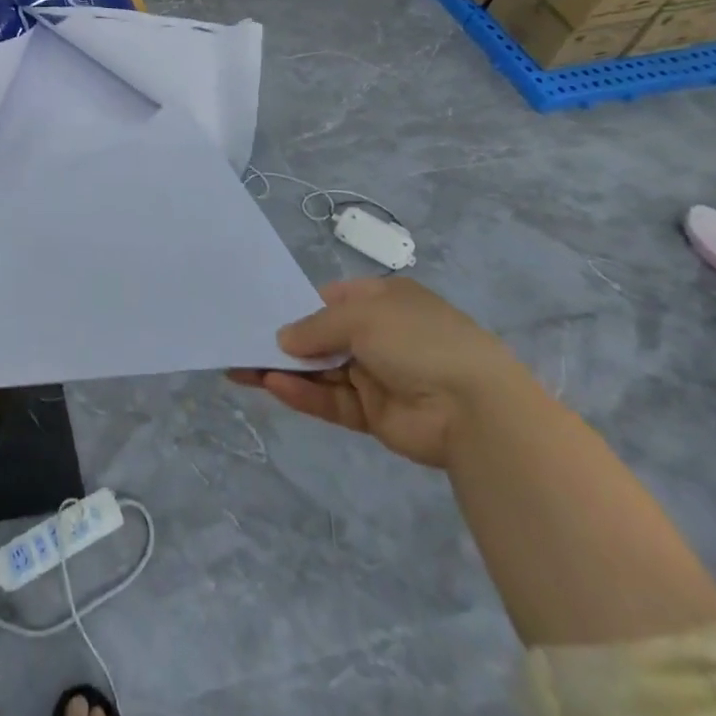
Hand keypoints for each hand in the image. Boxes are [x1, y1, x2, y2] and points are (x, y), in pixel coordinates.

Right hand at [230, 278, 535, 468]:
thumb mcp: (361, 316)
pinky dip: (303, 394)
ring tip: (241, 369)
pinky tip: (272, 386)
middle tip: (239, 344)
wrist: (475, 409)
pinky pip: (331, 400)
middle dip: (283, 342)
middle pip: (321, 337)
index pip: (330, 300)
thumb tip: (284, 339)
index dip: (297, 306)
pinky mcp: (373, 414)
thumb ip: (316, 326)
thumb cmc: (417, 340)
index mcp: (383, 300)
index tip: (261, 313)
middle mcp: (379, 335)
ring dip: (284, 370)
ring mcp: (376, 376)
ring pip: (320, 371)